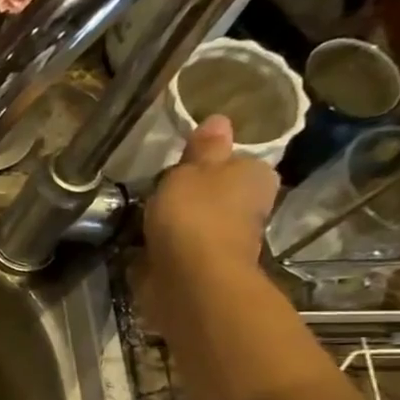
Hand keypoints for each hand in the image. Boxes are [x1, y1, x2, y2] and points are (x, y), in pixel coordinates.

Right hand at [139, 115, 279, 332]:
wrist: (191, 280)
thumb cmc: (195, 214)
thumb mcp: (193, 169)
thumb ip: (203, 148)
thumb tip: (219, 119)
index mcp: (256, 176)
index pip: (236, 161)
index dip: (208, 163)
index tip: (179, 168)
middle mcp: (251, 208)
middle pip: (218, 194)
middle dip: (193, 195)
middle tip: (157, 192)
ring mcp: (228, 242)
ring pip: (199, 223)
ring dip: (177, 223)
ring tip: (142, 218)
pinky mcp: (203, 269)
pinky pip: (181, 249)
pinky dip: (165, 248)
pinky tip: (143, 246)